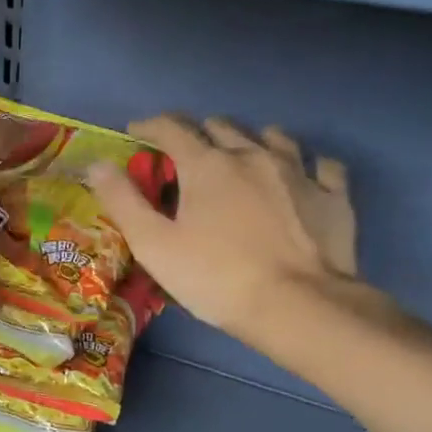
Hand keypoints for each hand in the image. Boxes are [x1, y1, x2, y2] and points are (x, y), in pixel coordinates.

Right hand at [88, 116, 364, 347]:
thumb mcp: (154, 245)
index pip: (172, 128)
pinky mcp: (333, 195)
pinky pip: (323, 165)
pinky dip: (307, 165)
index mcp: (207, 164)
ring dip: (251, 140)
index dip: (150, 126)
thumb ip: (123, 201)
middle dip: (199, 134)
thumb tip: (98, 164)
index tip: (136, 132)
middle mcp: (253, 154)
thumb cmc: (216, 278)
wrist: (297, 306)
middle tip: (188, 157)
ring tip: (244, 157)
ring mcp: (299, 171)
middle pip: (221, 126)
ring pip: (273, 136)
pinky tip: (304, 176)